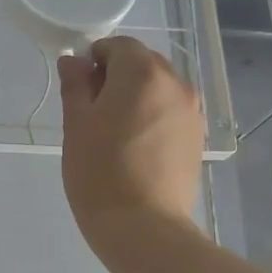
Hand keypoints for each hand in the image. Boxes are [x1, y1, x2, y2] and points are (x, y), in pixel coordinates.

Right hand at [58, 36, 203, 248]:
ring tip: (116, 132)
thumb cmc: (99, 172)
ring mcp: (192, 111)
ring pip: (159, 88)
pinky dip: (153, 116)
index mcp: (142, 73)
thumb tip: (73, 61)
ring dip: (137, 97)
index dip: (95, 60)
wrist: (143, 226)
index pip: (119, 46)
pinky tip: (137, 147)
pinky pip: (171, 111)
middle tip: (94, 112)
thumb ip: (75, 85)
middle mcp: (175, 83)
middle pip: (143, 63)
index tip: (80, 88)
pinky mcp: (197, 137)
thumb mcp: (76, 125)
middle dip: (118, 76)